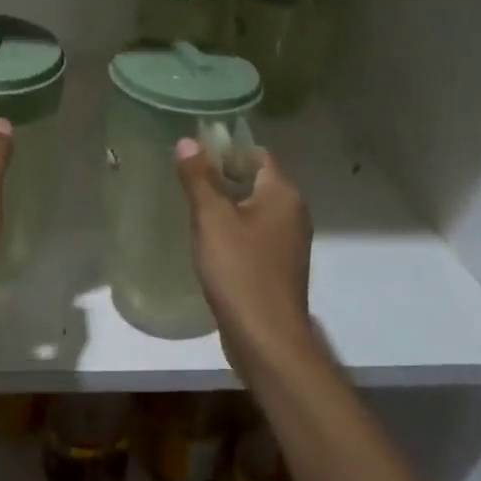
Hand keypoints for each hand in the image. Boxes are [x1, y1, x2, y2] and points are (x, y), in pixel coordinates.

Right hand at [175, 139, 313, 361]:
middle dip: (223, 174)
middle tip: (187, 176)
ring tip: (192, 204)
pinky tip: (209, 239)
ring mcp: (289, 242)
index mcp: (283, 193)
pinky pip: (255, 233)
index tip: (195, 151)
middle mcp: (293, 212)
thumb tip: (188, 140)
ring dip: (227, 203)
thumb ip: (198, 177)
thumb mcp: (211, 218)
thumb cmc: (240, 270)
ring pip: (254, 208)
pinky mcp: (280, 266)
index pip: (257, 153)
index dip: (226, 148)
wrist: (267, 339)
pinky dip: (234, 229)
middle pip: (256, 179)